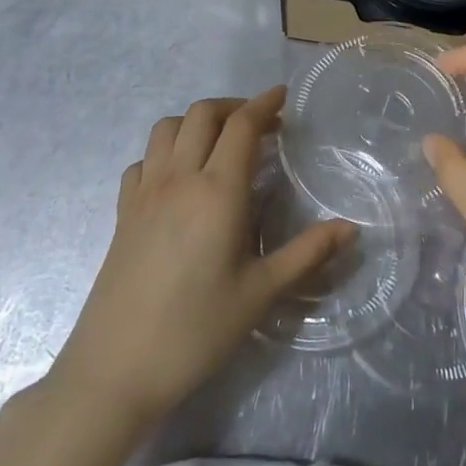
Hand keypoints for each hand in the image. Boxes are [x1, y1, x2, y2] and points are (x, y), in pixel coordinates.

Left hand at [47, 88, 354, 424]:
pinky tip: (179, 176)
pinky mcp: (123, 212)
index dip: (264, 104)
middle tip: (260, 124)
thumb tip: (350, 228)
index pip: (242, 126)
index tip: (283, 97)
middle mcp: (179, 178)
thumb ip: (307, 254)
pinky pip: (144, 160)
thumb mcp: (260, 294)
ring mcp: (144, 192)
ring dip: (197, 121)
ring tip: (220, 142)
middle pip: (202, 114)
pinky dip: (165, 151)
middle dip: (233, 106)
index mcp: (217, 191)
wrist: (115, 369)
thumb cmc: (196, 330)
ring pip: (167, 128)